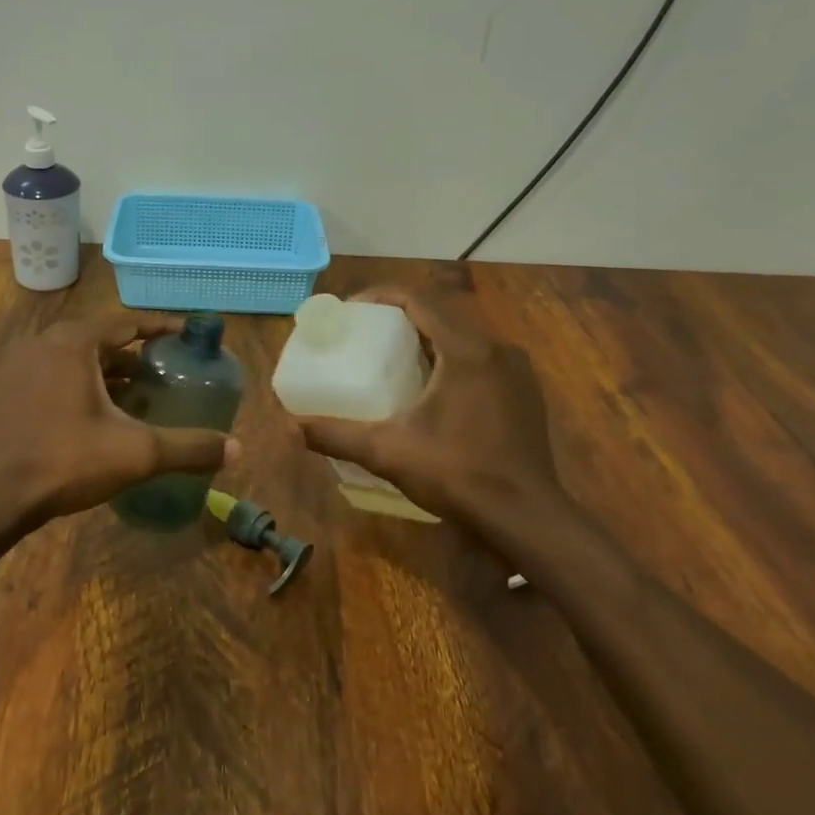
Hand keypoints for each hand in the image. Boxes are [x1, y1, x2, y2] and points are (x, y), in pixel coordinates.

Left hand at [0, 312, 238, 526]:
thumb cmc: (64, 460)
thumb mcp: (135, 453)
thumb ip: (188, 448)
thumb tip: (237, 449)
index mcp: (73, 343)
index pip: (126, 322)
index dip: (161, 327)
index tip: (187, 334)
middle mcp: (43, 344)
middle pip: (100, 339)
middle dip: (135, 354)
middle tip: (165, 371)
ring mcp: (19, 367)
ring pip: (74, 360)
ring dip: (107, 372)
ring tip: (138, 394)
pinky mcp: (6, 392)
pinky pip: (53, 376)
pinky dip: (80, 386)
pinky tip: (97, 416)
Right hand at [289, 286, 570, 532]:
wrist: (525, 517)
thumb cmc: (457, 473)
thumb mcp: (388, 452)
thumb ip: (337, 435)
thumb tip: (289, 428)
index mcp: (467, 350)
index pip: (420, 301)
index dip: (381, 298)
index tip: (351, 310)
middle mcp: (497, 350)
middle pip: (441, 316)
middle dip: (400, 320)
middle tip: (365, 336)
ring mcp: (516, 372)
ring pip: (463, 339)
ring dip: (427, 341)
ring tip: (391, 360)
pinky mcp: (524, 394)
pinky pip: (480, 361)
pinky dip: (450, 361)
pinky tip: (430, 390)